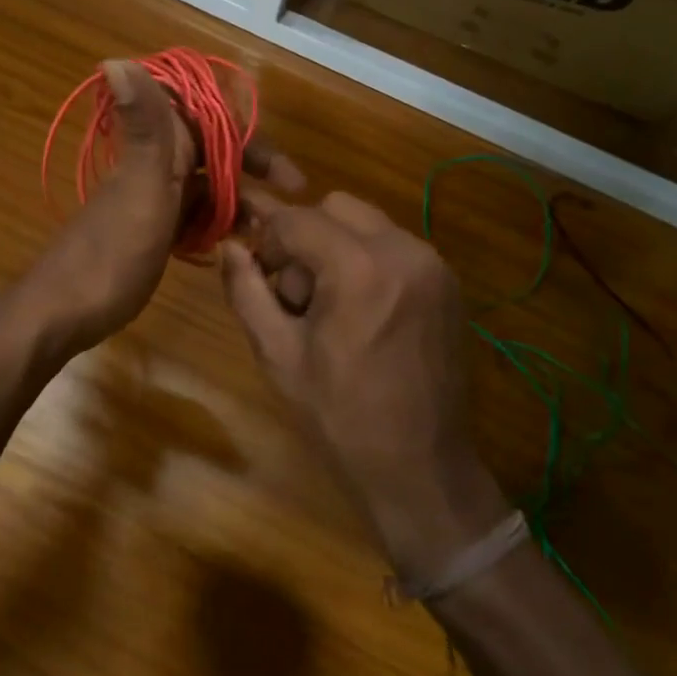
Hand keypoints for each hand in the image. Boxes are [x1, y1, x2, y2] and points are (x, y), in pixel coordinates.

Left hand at [24, 60, 301, 356]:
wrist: (62, 313)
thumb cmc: (110, 255)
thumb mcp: (141, 189)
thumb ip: (146, 128)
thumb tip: (115, 58)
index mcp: (157, 150)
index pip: (212, 122)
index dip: (250, 137)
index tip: (289, 175)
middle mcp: (156, 167)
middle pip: (214, 153)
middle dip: (253, 170)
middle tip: (293, 199)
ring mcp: (154, 200)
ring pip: (207, 187)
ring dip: (239, 200)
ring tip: (273, 232)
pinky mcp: (152, 231)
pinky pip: (194, 216)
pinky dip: (217, 224)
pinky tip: (239, 245)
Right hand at [220, 192, 506, 576]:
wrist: (422, 468)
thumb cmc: (341, 417)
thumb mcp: (278, 354)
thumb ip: (246, 290)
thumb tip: (228, 245)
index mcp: (359, 268)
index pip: (297, 218)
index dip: (266, 235)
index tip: (254, 264)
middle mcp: (403, 250)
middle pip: (335, 207)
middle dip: (304, 235)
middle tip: (292, 289)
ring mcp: (433, 264)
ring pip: (367, 223)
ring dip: (336, 245)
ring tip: (327, 304)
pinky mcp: (448, 281)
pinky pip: (394, 245)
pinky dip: (367, 259)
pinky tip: (360, 310)